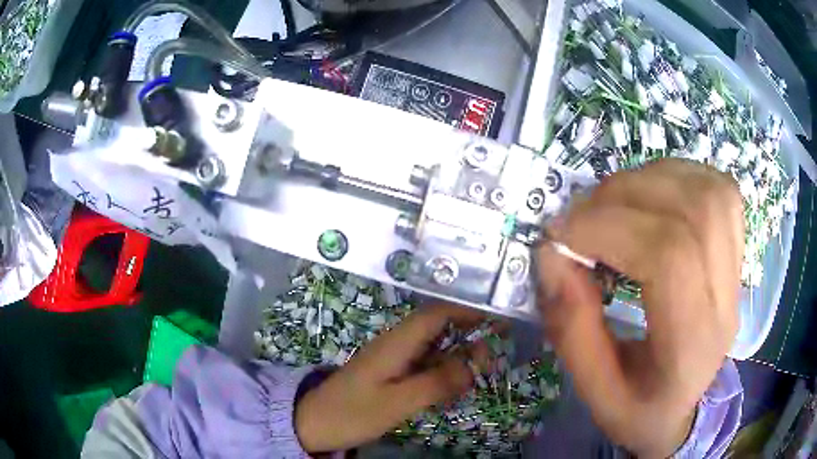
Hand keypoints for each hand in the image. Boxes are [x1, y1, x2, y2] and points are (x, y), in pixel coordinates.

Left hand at [294, 305, 490, 452]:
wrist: (313, 423)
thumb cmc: (352, 412)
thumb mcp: (396, 402)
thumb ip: (436, 383)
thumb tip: (475, 364)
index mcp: (396, 342)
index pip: (437, 313)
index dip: (467, 311)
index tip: (497, 318)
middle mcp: (396, 344)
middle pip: (437, 327)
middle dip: (468, 333)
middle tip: (493, 354)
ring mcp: (392, 359)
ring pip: (432, 347)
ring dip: (457, 354)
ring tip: (481, 369)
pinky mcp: (389, 374)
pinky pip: (423, 365)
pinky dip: (443, 370)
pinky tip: (454, 384)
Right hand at [536, 159, 743, 457]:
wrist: (686, 408)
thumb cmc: (640, 411)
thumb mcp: (594, 392)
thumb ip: (571, 328)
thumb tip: (552, 255)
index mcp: (691, 346)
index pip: (669, 257)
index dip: (610, 229)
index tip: (561, 235)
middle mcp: (726, 299)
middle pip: (692, 211)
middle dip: (624, 197)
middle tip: (582, 217)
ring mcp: (737, 269)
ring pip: (708, 191)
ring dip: (650, 180)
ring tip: (614, 204)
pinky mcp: (738, 250)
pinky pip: (718, 188)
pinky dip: (679, 176)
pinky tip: (652, 195)